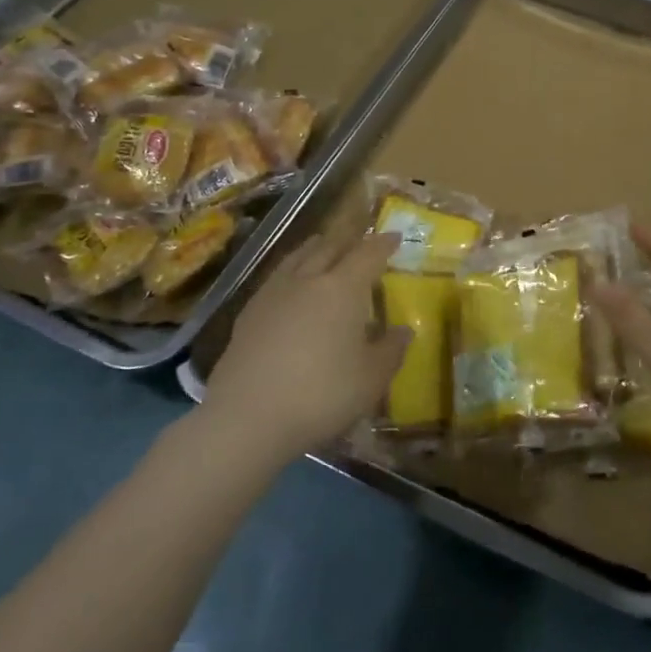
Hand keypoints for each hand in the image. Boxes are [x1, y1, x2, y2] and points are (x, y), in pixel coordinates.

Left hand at [207, 232, 409, 462]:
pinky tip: (290, 283)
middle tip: (360, 234)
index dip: (383, 244)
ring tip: (324, 244)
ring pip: (299, 256)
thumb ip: (391, 351)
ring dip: (317, 246)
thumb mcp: (371, 379)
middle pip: (330, 246)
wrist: (247, 416)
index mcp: (343, 288)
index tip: (395, 236)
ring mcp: (274, 293)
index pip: (368, 254)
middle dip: (348, 237)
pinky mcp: (249, 312)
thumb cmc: (321, 395)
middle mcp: (309, 279)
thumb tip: (403, 330)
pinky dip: (292, 268)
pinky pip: (277, 276)